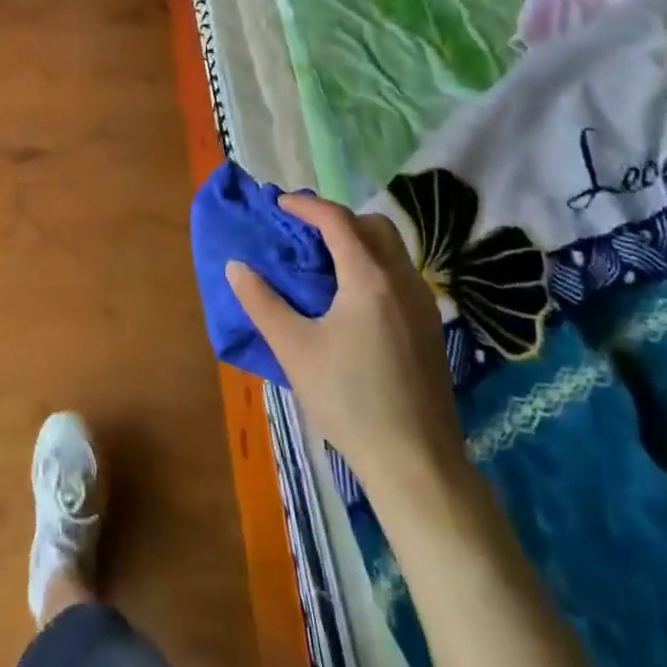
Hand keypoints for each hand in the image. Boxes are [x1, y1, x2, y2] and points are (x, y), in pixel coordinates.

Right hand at [226, 195, 464, 495]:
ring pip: (392, 249)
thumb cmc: (348, 399)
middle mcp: (402, 280)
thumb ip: (261, 302)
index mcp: (368, 278)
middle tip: (304, 233)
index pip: (337, 220)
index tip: (279, 205)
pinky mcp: (431, 327)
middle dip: (337, 219)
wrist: (416, 461)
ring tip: (324, 262)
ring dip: (358, 241)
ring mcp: (423, 304)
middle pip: (373, 226)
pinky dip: (374, 265)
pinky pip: (400, 274)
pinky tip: (352, 298)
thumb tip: (236, 267)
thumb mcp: (294, 348)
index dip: (306, 206)